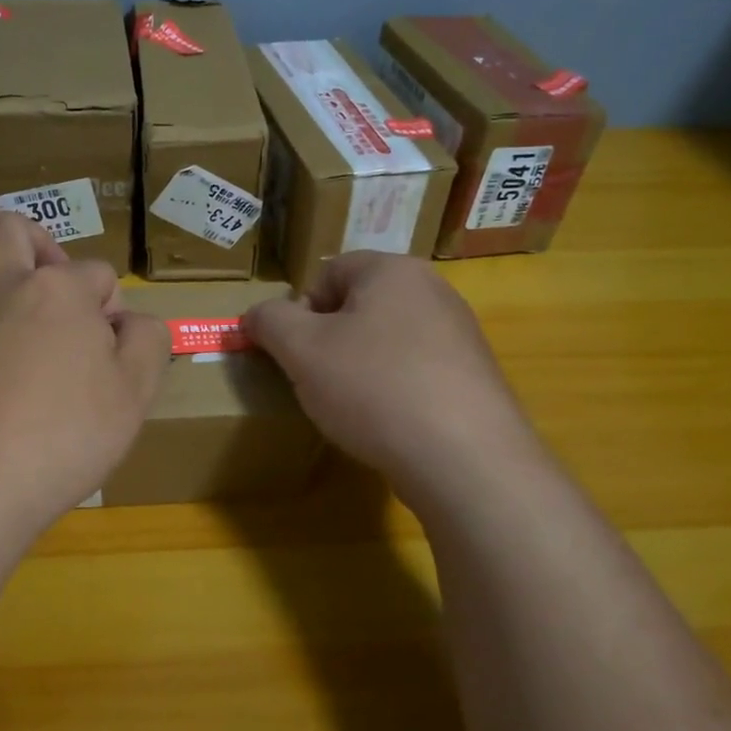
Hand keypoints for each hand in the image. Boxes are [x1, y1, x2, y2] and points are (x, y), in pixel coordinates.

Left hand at [0, 215, 170, 563]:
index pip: (97, 273)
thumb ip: (148, 341)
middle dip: (40, 246)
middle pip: (13, 228)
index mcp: (59, 289)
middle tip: (51, 290)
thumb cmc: (63, 440)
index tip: (110, 347)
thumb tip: (132, 320)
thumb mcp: (135, 395)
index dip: (110, 306)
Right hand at [242, 252, 536, 491]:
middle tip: (317, 380)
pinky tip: (388, 425)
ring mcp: (460, 336)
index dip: (300, 311)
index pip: (328, 272)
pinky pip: (416, 372)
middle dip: (329, 341)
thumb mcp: (301, 350)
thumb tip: (256, 315)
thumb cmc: (373, 387)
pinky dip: (393, 391)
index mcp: (393, 271)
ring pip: (386, 342)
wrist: (465, 460)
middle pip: (358, 307)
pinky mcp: (473, 379)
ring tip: (351, 408)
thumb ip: (269, 321)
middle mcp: (433, 292)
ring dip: (359, 368)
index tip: (295, 353)